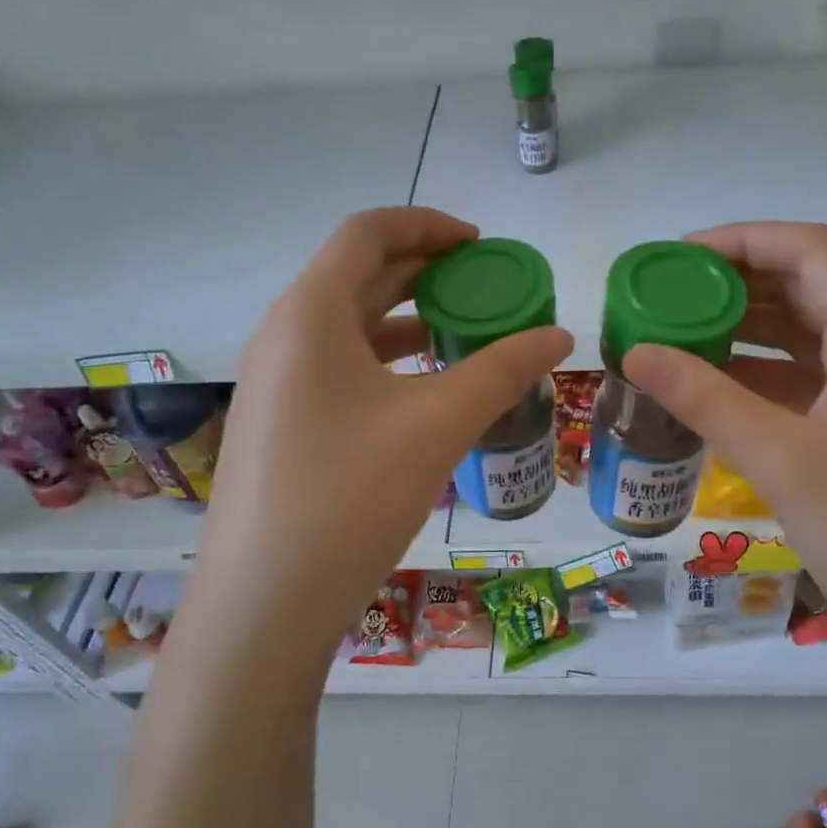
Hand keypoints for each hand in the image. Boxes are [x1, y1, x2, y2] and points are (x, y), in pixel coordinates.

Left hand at [182, 208, 572, 676]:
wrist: (266, 602)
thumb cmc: (351, 496)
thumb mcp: (439, 424)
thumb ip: (503, 370)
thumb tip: (561, 335)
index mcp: (309, 313)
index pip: (368, 232)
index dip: (429, 225)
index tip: (482, 245)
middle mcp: (283, 335)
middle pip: (357, 275)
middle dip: (424, 272)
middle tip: (485, 287)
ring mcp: (275, 383)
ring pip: (348, 326)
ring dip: (406, 318)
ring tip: (465, 334)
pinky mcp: (281, 425)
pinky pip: (338, 368)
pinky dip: (386, 361)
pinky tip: (424, 390)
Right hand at [622, 222, 826, 654]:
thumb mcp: (780, 459)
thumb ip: (705, 399)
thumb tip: (634, 353)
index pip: (812, 252)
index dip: (746, 239)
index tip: (680, 258)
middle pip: (805, 286)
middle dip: (735, 280)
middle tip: (667, 292)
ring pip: (799, 332)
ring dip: (742, 324)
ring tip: (676, 329)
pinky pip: (797, 376)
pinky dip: (752, 369)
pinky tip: (707, 382)